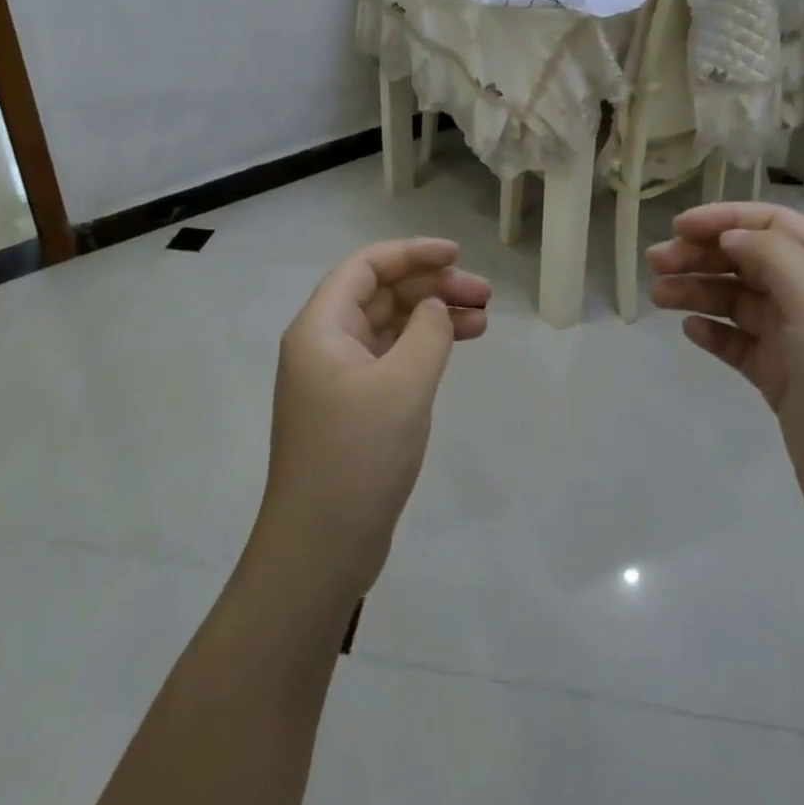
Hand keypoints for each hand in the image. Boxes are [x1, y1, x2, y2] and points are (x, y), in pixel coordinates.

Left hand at [253, 238, 489, 600]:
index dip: (412, 253)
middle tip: (483, 294)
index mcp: (321, 327)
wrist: (320, 551)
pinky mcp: (354, 408)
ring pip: (390, 326)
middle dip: (432, 286)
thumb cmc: (357, 455)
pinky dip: (424, 348)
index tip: (457, 256)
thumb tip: (435, 308)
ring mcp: (338, 378)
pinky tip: (456, 349)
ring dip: (434, 317)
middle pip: (381, 293)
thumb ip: (427, 332)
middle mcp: (325, 344)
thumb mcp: (403, 384)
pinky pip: (392, 358)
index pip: (366, 266)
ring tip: (483, 320)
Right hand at [647, 203, 803, 547]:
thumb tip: (732, 236)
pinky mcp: (784, 382)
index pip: (775, 224)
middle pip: (751, 260)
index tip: (678, 227)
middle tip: (656, 263)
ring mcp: (801, 344)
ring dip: (699, 291)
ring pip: (740, 302)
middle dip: (703, 255)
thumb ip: (774, 256)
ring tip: (659, 296)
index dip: (725, 219)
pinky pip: (740, 344)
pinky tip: (691, 331)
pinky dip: (714, 332)